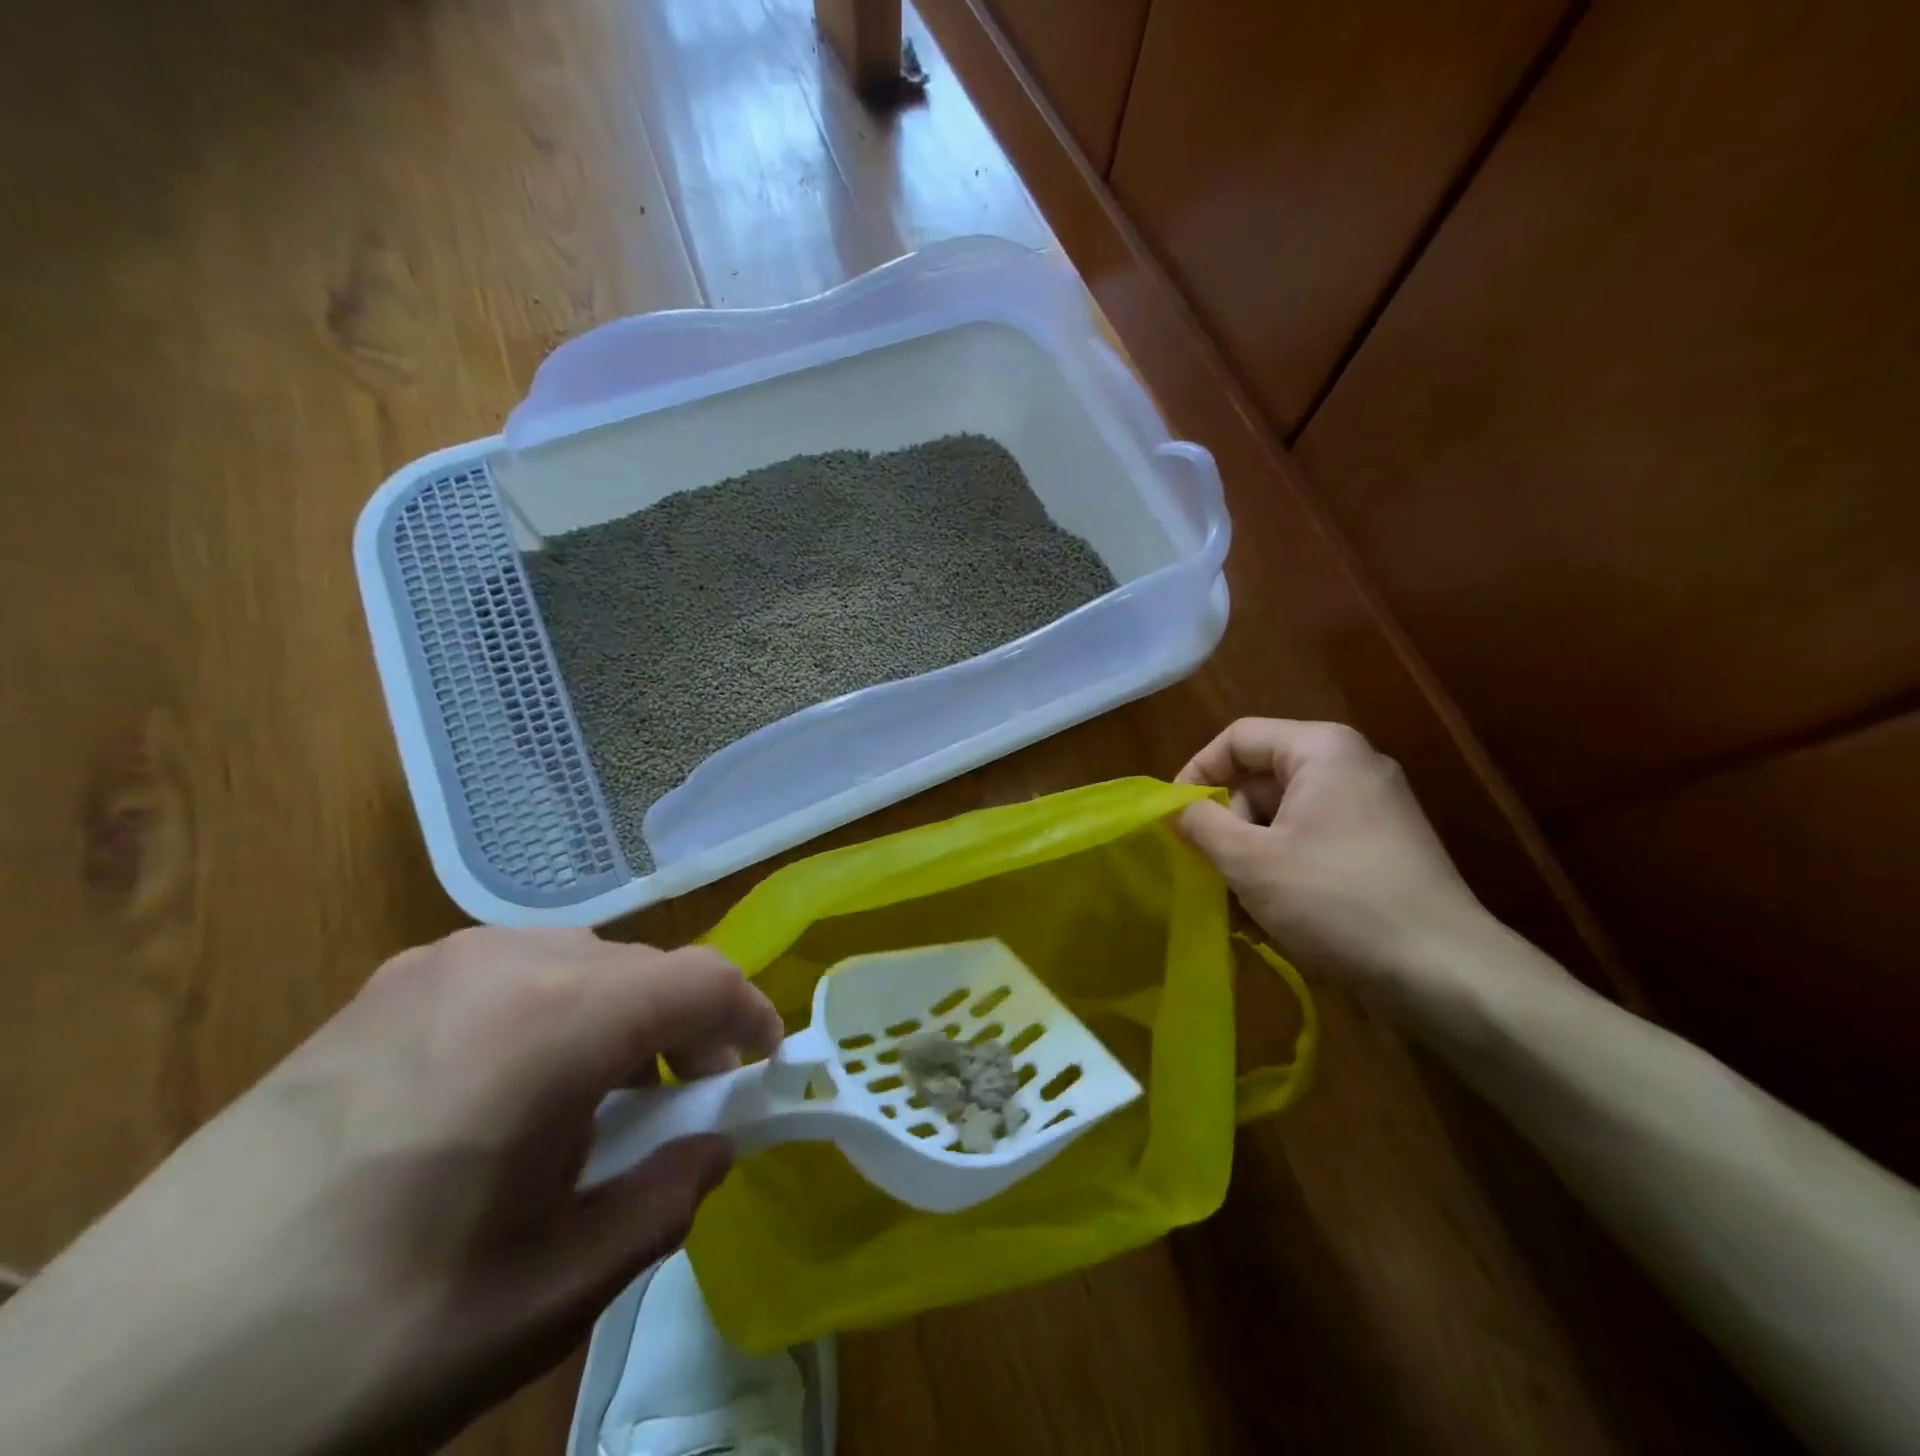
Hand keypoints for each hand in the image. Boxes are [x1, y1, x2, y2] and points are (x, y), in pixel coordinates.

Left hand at [0, 928, 781, 1455]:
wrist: (86, 1401)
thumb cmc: (350, 1349)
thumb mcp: (541, 1297)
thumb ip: (658, 1203)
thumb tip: (714, 1147)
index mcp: (546, 1022)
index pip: (697, 979)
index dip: (750, 1016)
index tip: (764, 1072)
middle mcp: (497, 962)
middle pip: (642, 968)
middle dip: (685, 1029)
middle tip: (684, 1111)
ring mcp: (429, 967)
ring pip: (582, 963)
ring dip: (620, 1022)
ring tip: (600, 1110)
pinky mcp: (380, 990)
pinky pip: (513, 974)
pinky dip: (555, 1016)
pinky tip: (515, 1096)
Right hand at [1176, 719, 1490, 994]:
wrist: (1446, 974)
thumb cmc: (1335, 899)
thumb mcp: (1249, 860)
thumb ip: (1200, 823)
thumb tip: (1173, 807)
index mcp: (1322, 750)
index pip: (1238, 738)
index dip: (1197, 773)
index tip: (1174, 819)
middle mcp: (1350, 768)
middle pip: (1260, 781)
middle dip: (1227, 828)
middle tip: (1210, 874)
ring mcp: (1372, 810)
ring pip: (1283, 820)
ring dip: (1250, 860)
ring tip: (1238, 910)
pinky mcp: (1382, 850)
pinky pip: (1312, 845)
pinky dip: (1283, 872)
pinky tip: (1270, 920)